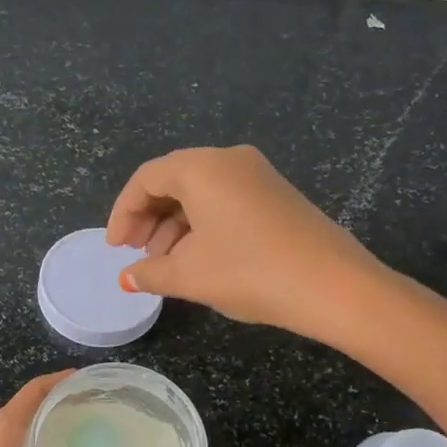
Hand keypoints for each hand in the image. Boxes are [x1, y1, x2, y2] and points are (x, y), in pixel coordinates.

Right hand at [107, 146, 381, 342]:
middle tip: (135, 254)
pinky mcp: (277, 195)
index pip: (147, 178)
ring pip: (201, 193)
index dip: (123, 213)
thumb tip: (127, 278)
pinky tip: (199, 258)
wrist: (331, 286)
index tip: (115, 248)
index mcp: (202, 167)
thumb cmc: (248, 272)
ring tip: (164, 263)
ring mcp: (258, 175)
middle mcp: (230, 160)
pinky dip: (202, 225)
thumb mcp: (189, 275)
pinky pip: (225, 201)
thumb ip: (150, 272)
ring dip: (174, 225)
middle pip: (173, 181)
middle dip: (148, 218)